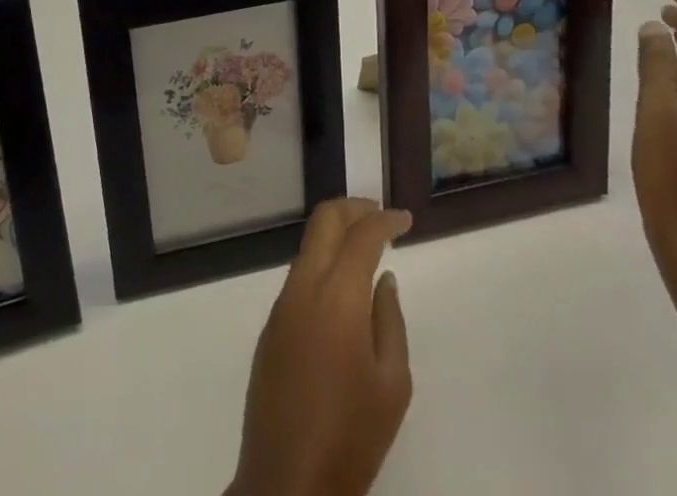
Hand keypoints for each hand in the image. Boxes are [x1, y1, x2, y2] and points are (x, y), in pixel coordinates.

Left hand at [227, 198, 412, 495]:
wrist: (287, 480)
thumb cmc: (352, 436)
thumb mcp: (392, 385)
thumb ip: (390, 321)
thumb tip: (383, 279)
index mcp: (337, 295)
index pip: (361, 235)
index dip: (385, 219)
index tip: (406, 219)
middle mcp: (304, 285)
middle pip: (324, 221)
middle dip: (354, 208)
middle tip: (381, 216)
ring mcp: (282, 303)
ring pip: (309, 245)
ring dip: (336, 234)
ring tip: (365, 247)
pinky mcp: (271, 325)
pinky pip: (299, 276)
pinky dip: (323, 263)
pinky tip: (342, 288)